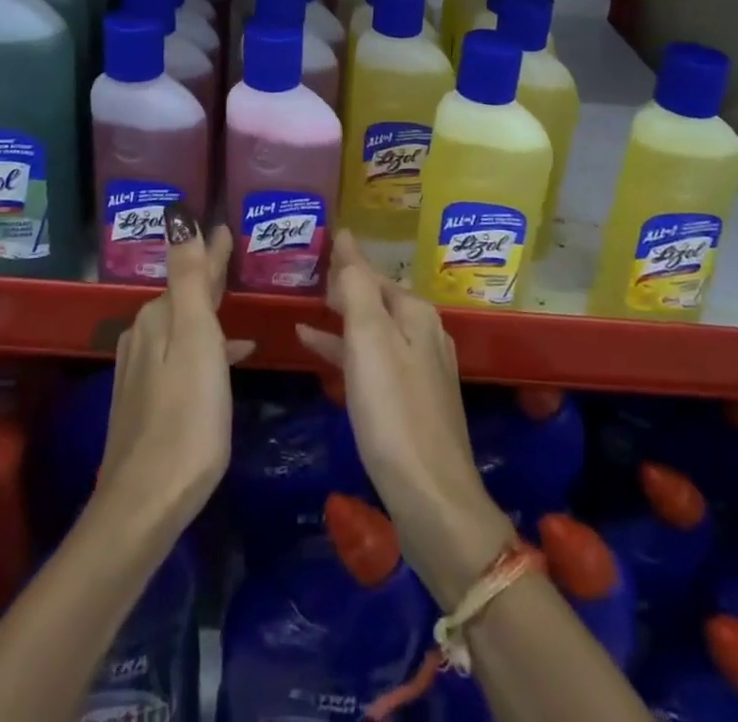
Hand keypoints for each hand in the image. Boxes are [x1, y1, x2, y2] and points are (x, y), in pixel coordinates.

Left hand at [96, 214, 254, 530]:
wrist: (146, 502)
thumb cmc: (187, 417)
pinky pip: (181, 353)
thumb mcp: (196, 339)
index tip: (226, 228)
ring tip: (236, 302)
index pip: (191, 272)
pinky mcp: (146, 399)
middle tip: (232, 255)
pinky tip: (228, 358)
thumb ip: (190, 278)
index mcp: (158, 318)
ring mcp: (141, 370)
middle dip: (208, 275)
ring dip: (208, 310)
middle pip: (184, 296)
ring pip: (182, 325)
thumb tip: (178, 216)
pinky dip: (205, 345)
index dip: (211, 251)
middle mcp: (143, 336)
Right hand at [296, 230, 515, 605]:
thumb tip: (347, 237)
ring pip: (374, 330)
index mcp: (415, 313)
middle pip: (376, 298)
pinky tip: (318, 353)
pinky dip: (346, 352)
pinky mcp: (411, 403)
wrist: (433, 500)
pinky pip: (373, 361)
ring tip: (304, 310)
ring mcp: (420, 370)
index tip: (316, 246)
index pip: (372, 273)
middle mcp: (424, 334)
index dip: (344, 261)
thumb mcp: (369, 340)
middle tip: (305, 275)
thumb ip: (356, 287)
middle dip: (343, 287)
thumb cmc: (394, 413)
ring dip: (342, 319)